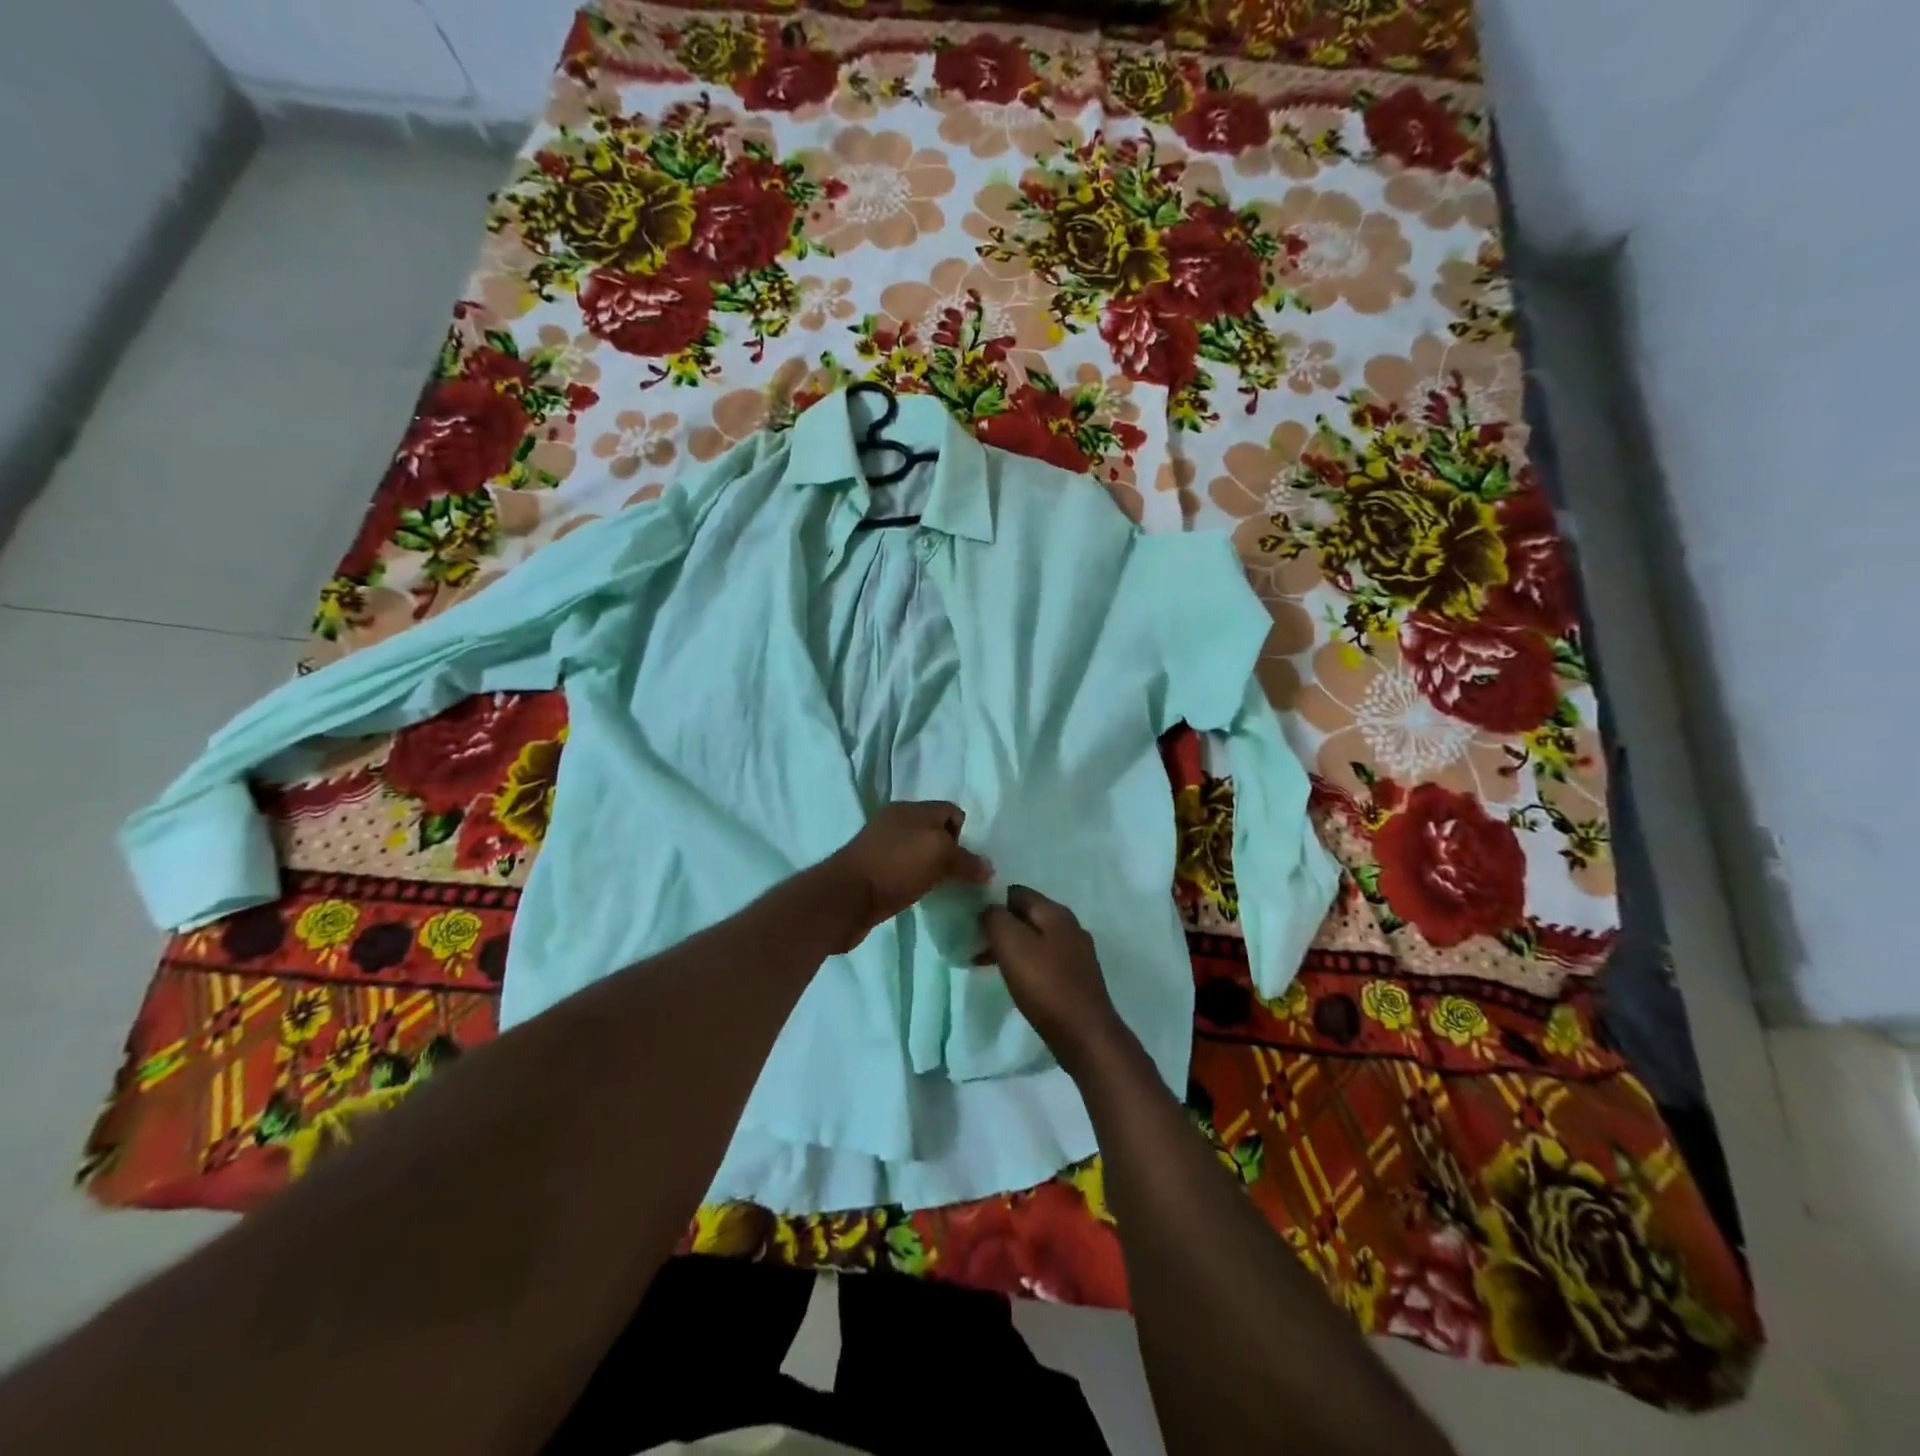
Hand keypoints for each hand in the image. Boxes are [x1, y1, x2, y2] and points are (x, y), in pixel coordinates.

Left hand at [824, 801, 991, 951]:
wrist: (845, 899)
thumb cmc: (896, 867)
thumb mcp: (939, 856)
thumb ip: (966, 860)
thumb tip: (987, 868)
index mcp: (911, 809)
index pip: (951, 811)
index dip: (965, 833)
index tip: (970, 861)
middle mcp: (896, 823)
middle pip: (935, 832)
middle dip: (952, 852)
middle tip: (963, 877)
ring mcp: (882, 847)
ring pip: (920, 853)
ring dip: (934, 869)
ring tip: (946, 889)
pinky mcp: (873, 871)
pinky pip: (905, 871)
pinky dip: (916, 881)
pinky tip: (922, 895)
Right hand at [979, 887, 1127, 1075]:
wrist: (1086, 1036)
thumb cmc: (1047, 986)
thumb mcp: (1013, 946)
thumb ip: (996, 919)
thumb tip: (988, 909)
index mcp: (1056, 913)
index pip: (1016, 892)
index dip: (990, 901)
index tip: (970, 920)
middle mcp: (1069, 927)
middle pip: (1025, 915)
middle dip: (998, 926)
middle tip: (973, 944)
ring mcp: (1076, 954)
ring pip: (1033, 939)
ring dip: (1008, 947)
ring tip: (983, 963)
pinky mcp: (1075, 978)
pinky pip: (1043, 960)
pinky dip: (1023, 964)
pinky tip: (1011, 980)